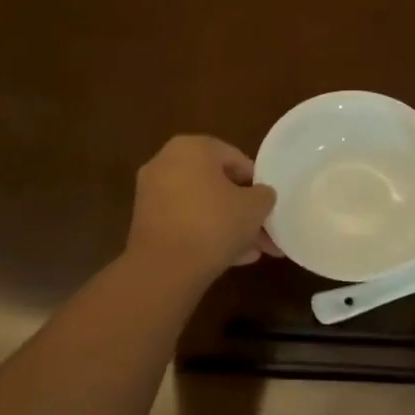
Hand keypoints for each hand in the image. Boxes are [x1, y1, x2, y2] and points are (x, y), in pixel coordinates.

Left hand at [125, 135, 278, 286]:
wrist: (164, 268)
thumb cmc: (214, 223)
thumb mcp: (254, 207)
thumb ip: (263, 195)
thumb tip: (261, 195)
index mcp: (192, 147)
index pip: (235, 158)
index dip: (257, 183)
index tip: (269, 205)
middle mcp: (167, 162)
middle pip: (217, 184)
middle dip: (243, 210)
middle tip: (264, 231)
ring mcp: (152, 193)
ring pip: (201, 206)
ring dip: (228, 226)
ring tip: (253, 252)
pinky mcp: (145, 223)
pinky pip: (184, 222)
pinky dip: (205, 235)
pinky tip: (232, 259)